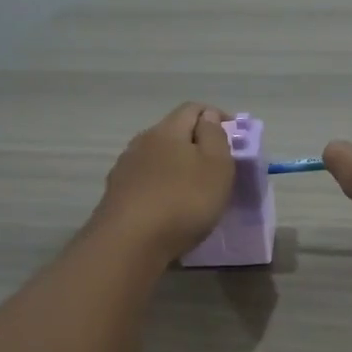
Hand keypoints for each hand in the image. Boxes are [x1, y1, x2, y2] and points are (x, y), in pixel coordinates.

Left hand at [94, 102, 234, 261]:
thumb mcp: (216, 166)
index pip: (193, 108)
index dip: (216, 116)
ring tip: (193, 190)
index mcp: (168, 130)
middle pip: (173, 132)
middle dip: (196, 143)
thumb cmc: (183, 201)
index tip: (234, 136)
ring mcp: (125, 169)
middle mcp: (142, 142)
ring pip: (157, 158)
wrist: (129, 243)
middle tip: (217, 166)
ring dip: (176, 166)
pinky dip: (161, 187)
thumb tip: (207, 117)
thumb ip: (215, 136)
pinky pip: (146, 182)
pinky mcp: (116, 195)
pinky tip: (169, 207)